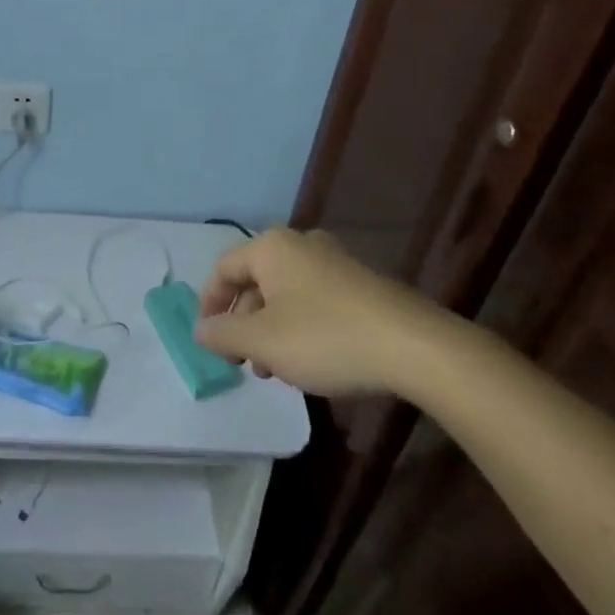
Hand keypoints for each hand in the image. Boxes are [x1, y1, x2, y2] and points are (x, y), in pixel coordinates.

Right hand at [193, 229, 456, 397]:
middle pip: (254, 279)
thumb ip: (224, 334)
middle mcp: (300, 244)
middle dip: (242, 322)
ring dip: (270, 329)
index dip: (208, 304)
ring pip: (284, 293)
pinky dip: (299, 326)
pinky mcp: (360, 283)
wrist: (414, 346)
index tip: (207, 341)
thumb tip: (199, 329)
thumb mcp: (264, 342)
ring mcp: (334, 261)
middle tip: (242, 362)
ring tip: (275, 369)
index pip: (223, 268)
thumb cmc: (326, 337)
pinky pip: (313, 299)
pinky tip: (310, 360)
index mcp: (271, 247)